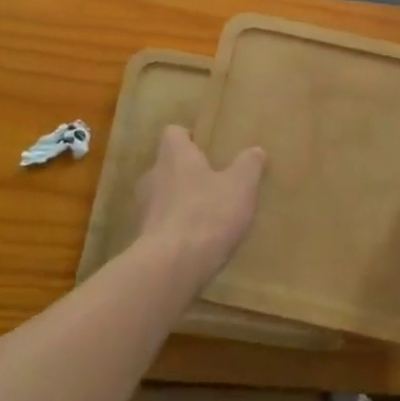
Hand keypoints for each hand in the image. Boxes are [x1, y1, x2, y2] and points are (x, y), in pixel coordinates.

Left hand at [133, 126, 265, 283]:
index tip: (206, 147)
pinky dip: (176, 227)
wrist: (171, 267)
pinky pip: (162, 224)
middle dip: (187, 172)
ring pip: (163, 195)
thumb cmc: (207, 214)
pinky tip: (196, 241)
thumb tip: (256, 150)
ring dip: (180, 201)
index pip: (173, 133)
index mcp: (174, 155)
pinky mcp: (144, 238)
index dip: (188, 137)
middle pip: (167, 165)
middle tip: (211, 180)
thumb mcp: (240, 186)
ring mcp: (145, 208)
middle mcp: (154, 175)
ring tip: (205, 213)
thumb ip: (248, 165)